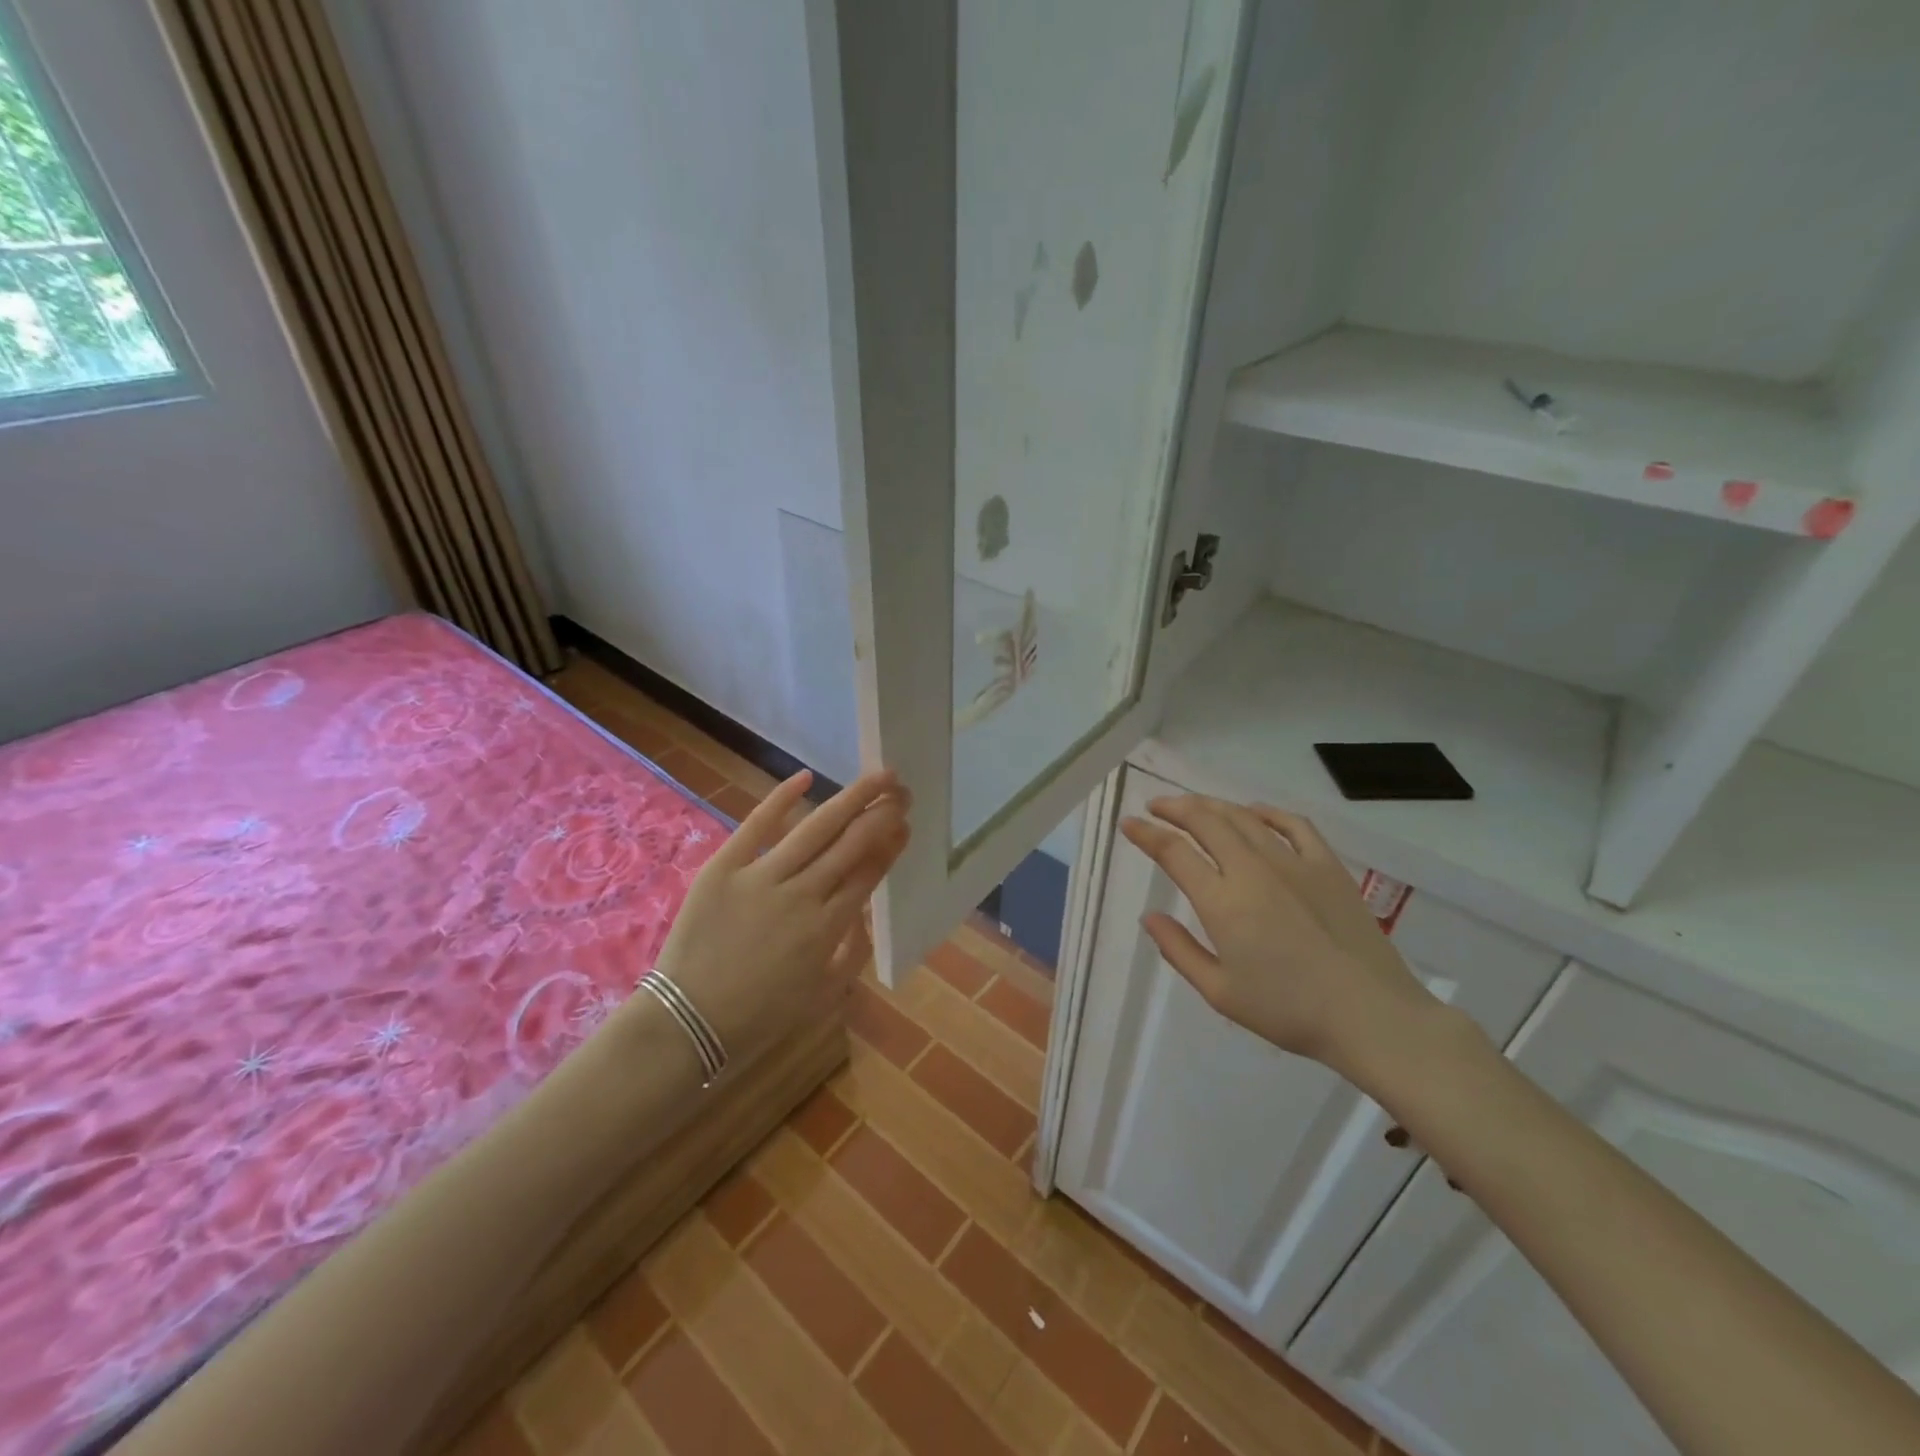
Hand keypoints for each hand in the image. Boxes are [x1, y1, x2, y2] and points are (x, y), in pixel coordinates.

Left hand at [648, 768, 909, 1065]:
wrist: (687, 1023)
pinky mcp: (724, 867)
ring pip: (816, 828)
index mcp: (827, 928)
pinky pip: (756, 825)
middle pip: (851, 844)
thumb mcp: (822, 996)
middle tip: (902, 792)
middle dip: (881, 814)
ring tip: (878, 778)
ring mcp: (762, 877)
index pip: (868, 873)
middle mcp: (802, 895)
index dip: (890, 844)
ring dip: (851, 799)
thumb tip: (864, 914)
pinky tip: (805, 776)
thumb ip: (852, 954)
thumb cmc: (759, 1016)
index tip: (904, 823)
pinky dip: (781, 798)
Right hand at [1119, 795, 1439, 1079]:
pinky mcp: (1327, 866)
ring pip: (1243, 817)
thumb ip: (1179, 950)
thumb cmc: (1288, 1011)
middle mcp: (1252, 869)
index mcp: (1222, 901)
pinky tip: (1255, 812)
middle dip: (1174, 807)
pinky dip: (1267, 812)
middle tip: (1155, 806)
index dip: (1146, 834)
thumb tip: (1149, 917)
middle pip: (1206, 821)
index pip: (1173, 852)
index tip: (1128, 824)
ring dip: (1212, 805)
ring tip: (1194, 805)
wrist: (1370, 1015)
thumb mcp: (1220, 992)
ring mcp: (1293, 862)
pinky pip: (1293, 824)